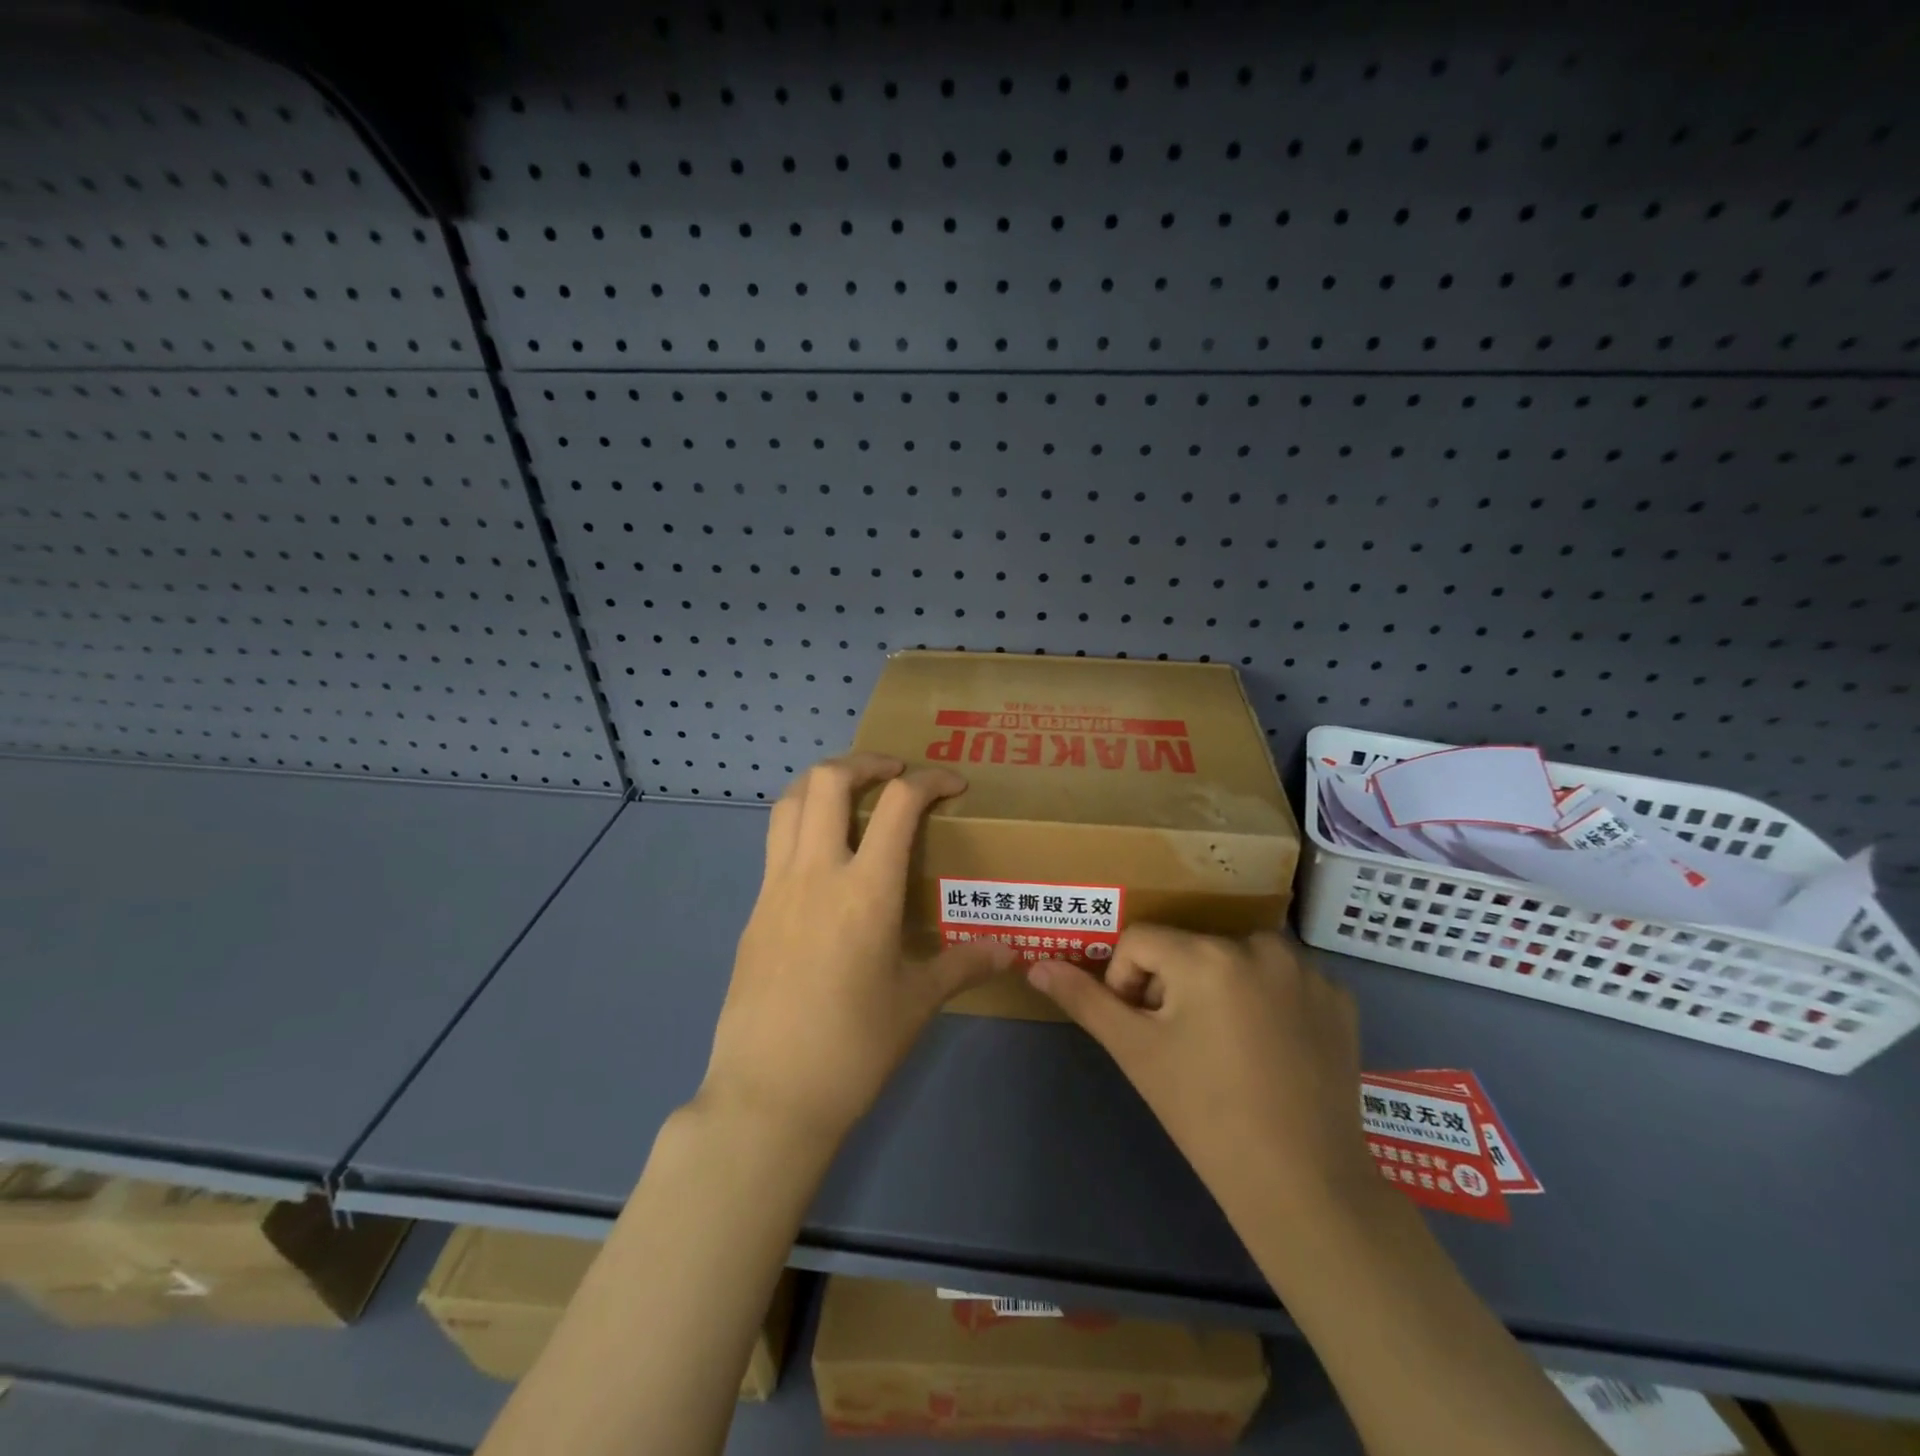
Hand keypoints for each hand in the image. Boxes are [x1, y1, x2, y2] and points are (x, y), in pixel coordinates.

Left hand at [698, 753, 1013, 1143]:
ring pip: (790, 802)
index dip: (931, 781)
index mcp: (865, 891)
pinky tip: (826, 859)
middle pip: (828, 780)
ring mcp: (775, 888)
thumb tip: (1012, 951)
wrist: (767, 1097)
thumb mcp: (917, 1003)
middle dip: (866, 762)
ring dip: (824, 783)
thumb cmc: (853, 1049)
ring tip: (854, 796)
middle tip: (895, 773)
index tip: (954, 785)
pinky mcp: (753, 910)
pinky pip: (775, 843)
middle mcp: (816, 873)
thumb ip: (964, 964)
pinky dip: (802, 822)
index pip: (900, 804)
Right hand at [1027, 928, 1375, 1223]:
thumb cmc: (1205, 1114)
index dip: (1127, 984)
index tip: (1145, 1033)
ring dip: (1220, 989)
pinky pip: (1282, 980)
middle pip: (1189, 949)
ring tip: (1228, 1048)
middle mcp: (1260, 945)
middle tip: (1185, 1046)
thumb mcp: (1135, 1052)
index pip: (1139, 942)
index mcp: (1206, 954)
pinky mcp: (1340, 995)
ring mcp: (1308, 970)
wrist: (1304, 1186)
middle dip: (1174, 988)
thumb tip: (1037, 965)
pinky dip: (1268, 1001)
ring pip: (1235, 959)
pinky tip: (1272, 1049)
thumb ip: (1084, 1000)